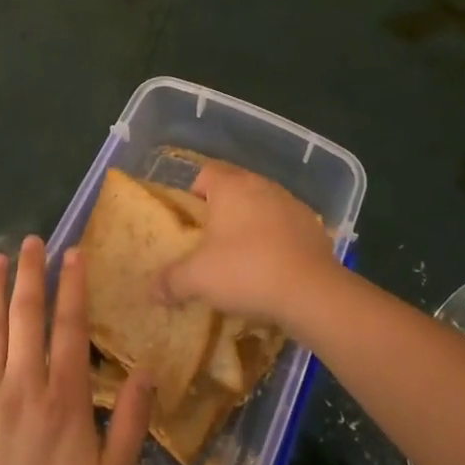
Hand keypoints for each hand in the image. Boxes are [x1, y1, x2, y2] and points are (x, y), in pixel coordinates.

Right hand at [159, 161, 336, 325]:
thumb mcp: (197, 279)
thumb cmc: (246, 271)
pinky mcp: (313, 226)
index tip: (188, 223)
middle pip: (235, 189)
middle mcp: (262, 185)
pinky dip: (276, 241)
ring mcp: (291, 203)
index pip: (205, 173)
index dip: (193, 194)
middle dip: (221, 212)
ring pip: (261, 207)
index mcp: (232, 186)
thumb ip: (170, 281)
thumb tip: (151, 290)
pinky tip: (272, 269)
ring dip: (251, 225)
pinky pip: (285, 227)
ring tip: (242, 259)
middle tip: (210, 244)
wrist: (311, 291)